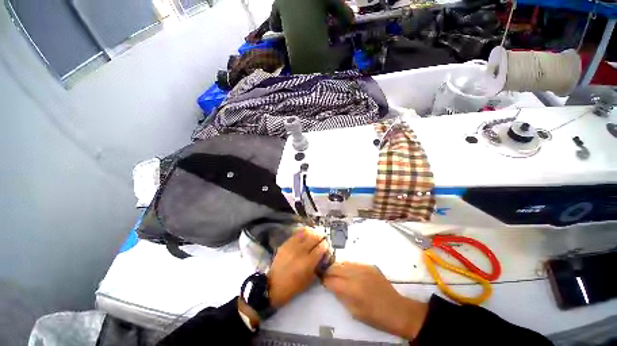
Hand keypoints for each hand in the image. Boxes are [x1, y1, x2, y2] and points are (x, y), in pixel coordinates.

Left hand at [267, 228, 328, 307]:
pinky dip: (303, 232)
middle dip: (320, 236)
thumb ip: (317, 266)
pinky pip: (296, 234)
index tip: (326, 245)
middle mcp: (301, 251)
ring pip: (306, 233)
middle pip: (314, 237)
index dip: (325, 245)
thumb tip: (322, 255)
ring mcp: (292, 246)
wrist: (274, 285)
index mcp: (308, 262)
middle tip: (322, 237)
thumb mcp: (309, 280)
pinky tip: (305, 233)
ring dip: (312, 232)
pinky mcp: (286, 243)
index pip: (321, 248)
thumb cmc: (294, 286)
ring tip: (314, 233)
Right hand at [323, 262, 428, 339]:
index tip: (322, 281)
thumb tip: (331, 285)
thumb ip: (340, 296)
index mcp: (351, 289)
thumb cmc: (375, 316)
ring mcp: (363, 267)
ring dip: (337, 267)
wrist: (397, 309)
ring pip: (343, 263)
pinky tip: (348, 273)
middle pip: (335, 267)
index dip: (324, 280)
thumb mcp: (354, 312)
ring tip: (336, 273)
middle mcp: (356, 274)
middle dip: (328, 271)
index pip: (331, 280)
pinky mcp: (369, 265)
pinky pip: (353, 263)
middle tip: (326, 276)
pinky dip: (347, 267)